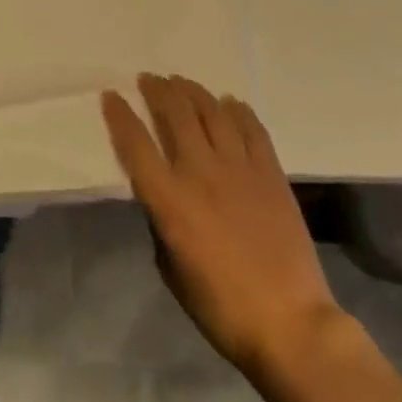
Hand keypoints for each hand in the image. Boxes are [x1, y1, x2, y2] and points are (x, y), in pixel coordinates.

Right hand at [101, 74, 341, 375]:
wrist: (290, 323)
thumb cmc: (220, 306)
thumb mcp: (171, 267)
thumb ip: (161, 223)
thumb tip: (162, 197)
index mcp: (169, 201)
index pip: (136, 144)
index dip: (120, 116)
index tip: (111, 96)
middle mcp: (201, 174)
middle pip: (176, 115)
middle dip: (158, 91)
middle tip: (149, 79)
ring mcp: (240, 170)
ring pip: (212, 113)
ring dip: (193, 92)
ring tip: (181, 82)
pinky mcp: (272, 174)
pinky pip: (252, 130)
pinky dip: (237, 111)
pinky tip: (229, 102)